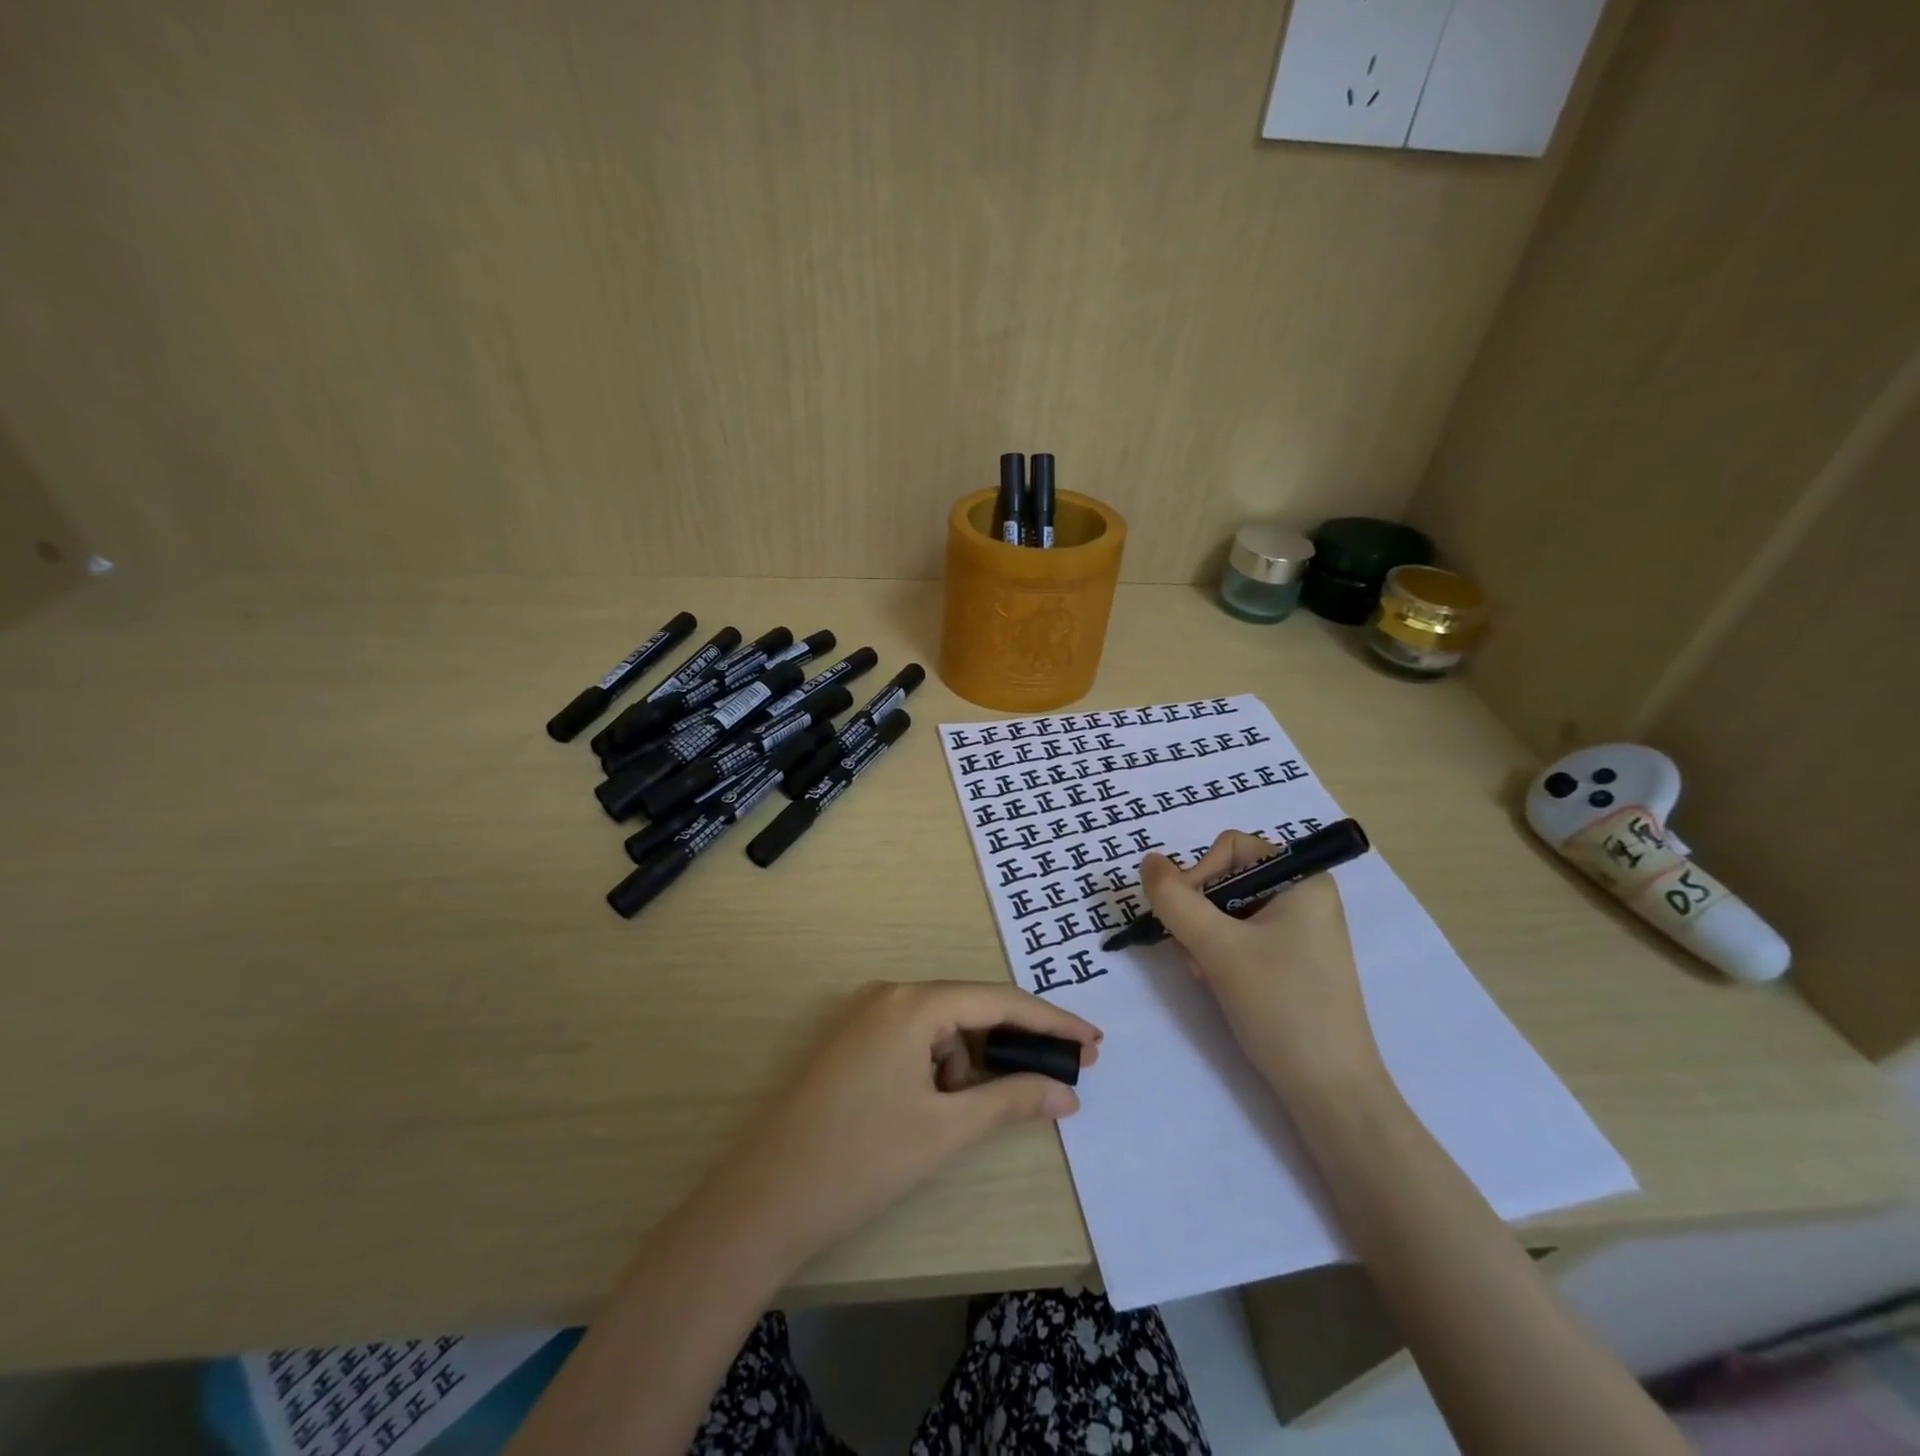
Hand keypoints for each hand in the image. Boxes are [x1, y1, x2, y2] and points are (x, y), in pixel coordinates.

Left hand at [703, 981, 1099, 1266]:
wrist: (762, 1201)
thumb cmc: (861, 1160)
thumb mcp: (945, 1130)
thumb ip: (1011, 1100)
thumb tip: (1067, 1091)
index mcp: (912, 1003)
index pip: (998, 1000)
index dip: (1051, 1021)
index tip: (1094, 1042)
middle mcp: (888, 994)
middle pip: (969, 1008)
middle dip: (1013, 1043)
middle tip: (1060, 1075)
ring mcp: (864, 1015)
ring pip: (941, 1028)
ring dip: (968, 1064)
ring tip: (963, 1116)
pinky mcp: (851, 1042)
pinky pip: (913, 1040)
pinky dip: (937, 1068)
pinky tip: (932, 1108)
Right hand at [1139, 831, 1385, 1106]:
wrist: (1330, 1092)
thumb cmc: (1281, 1006)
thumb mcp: (1217, 947)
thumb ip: (1174, 899)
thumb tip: (1148, 860)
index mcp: (1303, 878)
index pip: (1230, 848)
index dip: (1198, 876)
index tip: (1186, 919)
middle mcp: (1304, 896)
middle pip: (1226, 880)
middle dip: (1200, 916)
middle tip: (1198, 956)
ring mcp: (1300, 931)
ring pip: (1227, 913)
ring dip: (1206, 941)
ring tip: (1212, 978)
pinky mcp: (1292, 962)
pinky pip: (1242, 939)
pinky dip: (1221, 957)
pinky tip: (1222, 987)